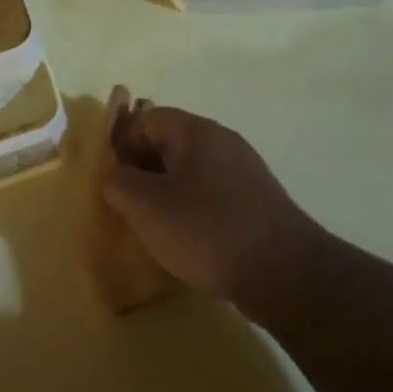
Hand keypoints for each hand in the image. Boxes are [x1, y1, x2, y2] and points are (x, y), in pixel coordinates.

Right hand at [100, 100, 328, 310]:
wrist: (283, 272)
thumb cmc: (206, 230)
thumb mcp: (146, 205)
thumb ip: (119, 182)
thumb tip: (117, 176)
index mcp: (197, 131)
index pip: (147, 119)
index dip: (121, 143)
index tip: (110, 179)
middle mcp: (223, 142)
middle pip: (169, 143)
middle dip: (142, 170)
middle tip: (125, 204)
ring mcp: (244, 172)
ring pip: (190, 172)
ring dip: (166, 192)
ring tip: (151, 226)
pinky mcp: (255, 202)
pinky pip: (211, 195)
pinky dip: (191, 210)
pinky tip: (185, 239)